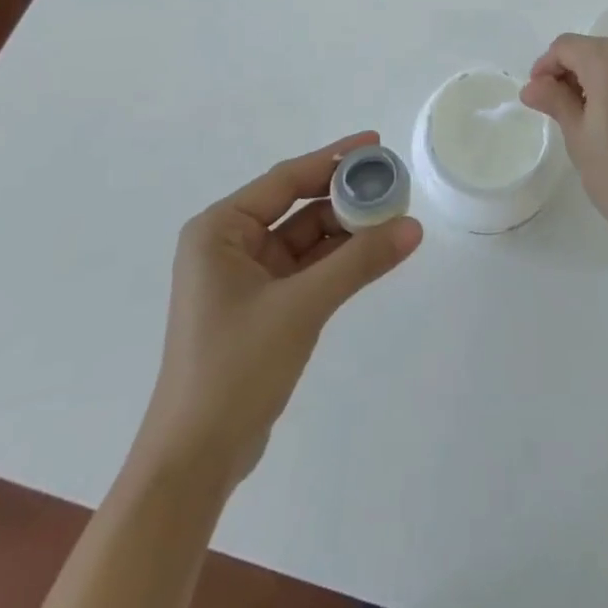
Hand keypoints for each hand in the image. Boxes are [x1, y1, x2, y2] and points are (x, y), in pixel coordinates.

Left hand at [136, 133, 422, 482]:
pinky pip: (306, 267)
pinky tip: (373, 251)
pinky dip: (337, 260)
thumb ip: (359, 262)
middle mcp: (229, 244)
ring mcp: (244, 277)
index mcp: (220, 229)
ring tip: (393, 216)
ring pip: (305, 238)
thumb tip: (413, 227)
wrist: (194, 464)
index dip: (334, 159)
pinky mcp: (260, 306)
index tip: (376, 143)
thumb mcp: (302, 306)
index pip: (286, 179)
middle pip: (297, 205)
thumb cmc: (235, 369)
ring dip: (345, 229)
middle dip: (344, 196)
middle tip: (393, 184)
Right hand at [521, 32, 607, 262]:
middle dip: (574, 71)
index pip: (566, 47)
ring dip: (603, 74)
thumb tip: (532, 86)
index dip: (546, 67)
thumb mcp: (579, 139)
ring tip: (595, 113)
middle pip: (596, 48)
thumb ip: (555, 101)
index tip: (537, 96)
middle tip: (563, 109)